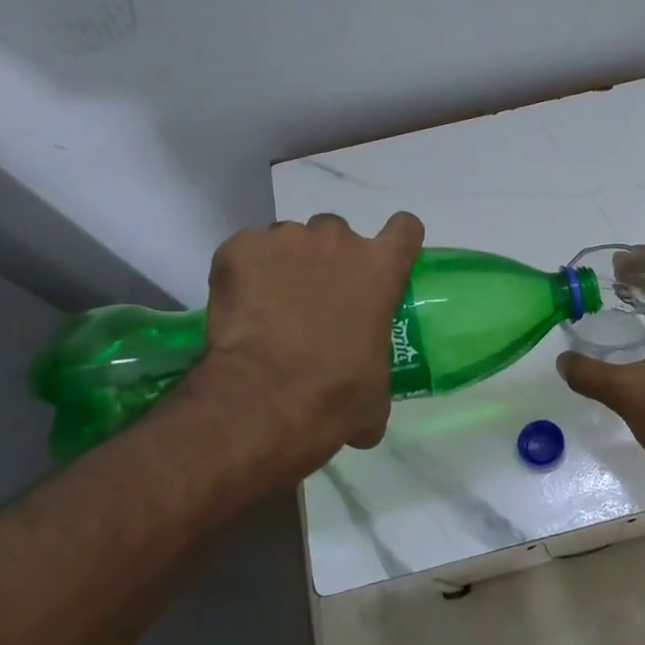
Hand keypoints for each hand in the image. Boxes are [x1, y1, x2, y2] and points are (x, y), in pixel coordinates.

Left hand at [177, 212, 423, 479]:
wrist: (264, 398)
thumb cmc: (336, 395)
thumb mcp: (375, 395)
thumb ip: (375, 377)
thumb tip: (366, 415)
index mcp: (381, 270)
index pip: (405, 229)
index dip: (397, 240)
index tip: (385, 257)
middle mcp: (338, 242)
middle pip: (337, 233)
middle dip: (328, 258)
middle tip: (314, 298)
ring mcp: (286, 239)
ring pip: (288, 240)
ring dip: (284, 264)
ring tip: (270, 306)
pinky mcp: (239, 249)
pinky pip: (246, 250)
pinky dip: (244, 272)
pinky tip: (240, 308)